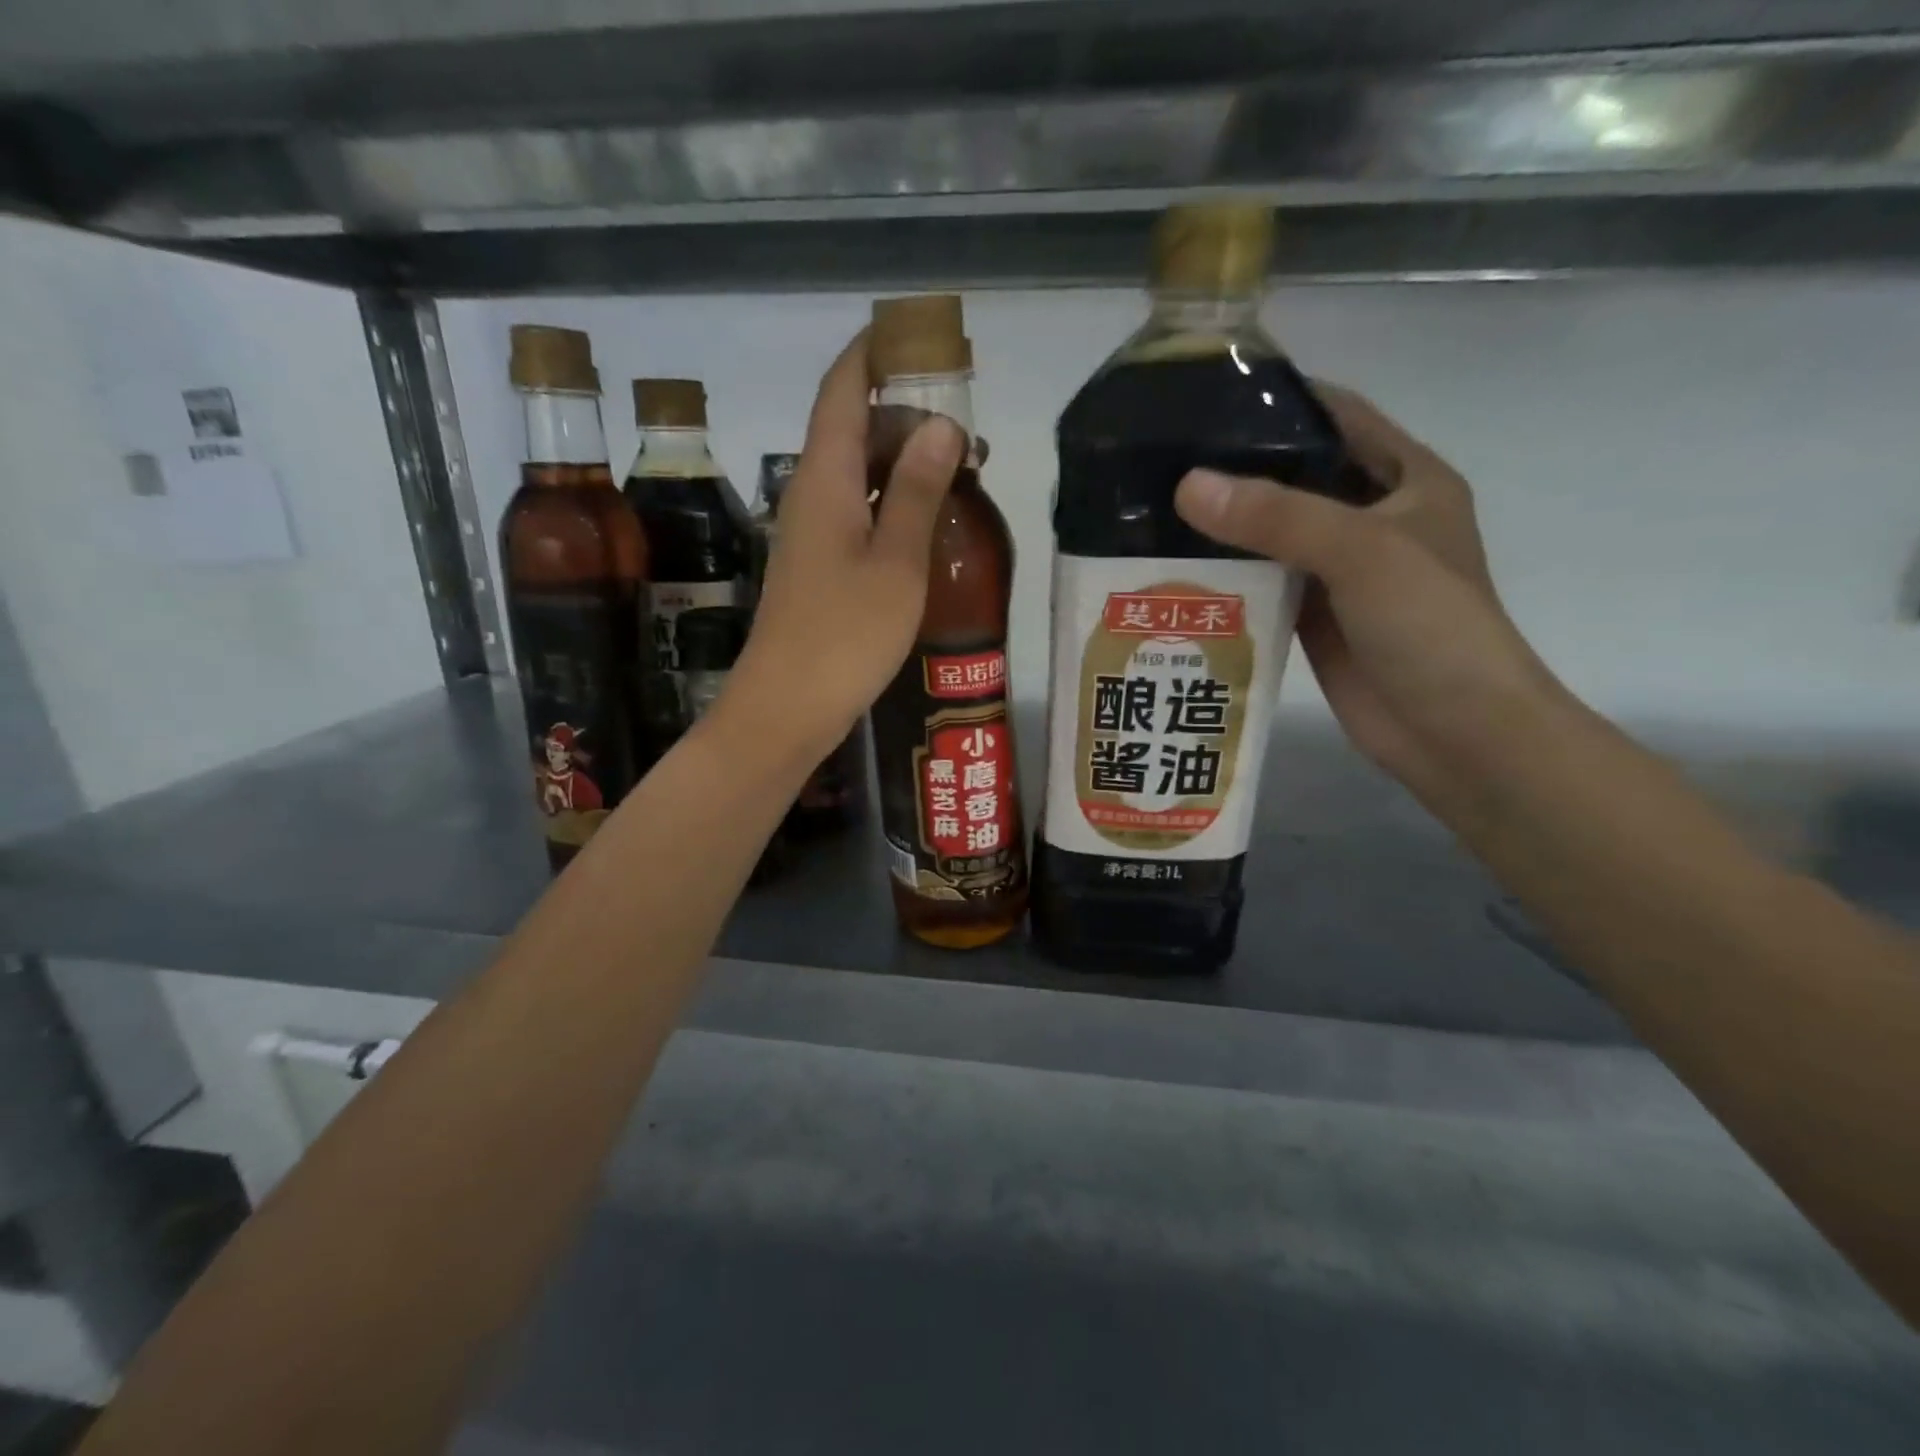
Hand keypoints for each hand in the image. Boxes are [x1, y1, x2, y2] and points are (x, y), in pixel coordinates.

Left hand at [727, 329, 965, 755]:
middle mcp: (810, 494)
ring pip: (857, 473)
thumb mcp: (896, 561)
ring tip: (961, 467)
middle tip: (965, 423)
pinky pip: (857, 512)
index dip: (874, 353)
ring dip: (903, 461)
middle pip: (852, 428)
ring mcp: (811, 533)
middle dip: (904, 411)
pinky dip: (892, 502)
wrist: (788, 707)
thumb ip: (917, 490)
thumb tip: (940, 424)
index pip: (842, 389)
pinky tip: (927, 519)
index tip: (916, 335)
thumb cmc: (845, 633)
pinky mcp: (818, 567)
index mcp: (824, 477)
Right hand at [1173, 383, 1566, 820]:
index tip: (1203, 396)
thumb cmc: (1431, 627)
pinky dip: (1223, 574)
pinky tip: (1172, 568)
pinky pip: (1260, 582)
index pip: (1336, 416)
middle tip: (1156, 459)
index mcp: (1405, 479)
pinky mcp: (1311, 616)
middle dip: (1233, 466)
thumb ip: (1278, 517)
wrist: (1455, 733)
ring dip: (1221, 525)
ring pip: (1270, 532)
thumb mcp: (1363, 553)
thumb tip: (1187, 485)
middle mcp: (1370, 517)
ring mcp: (1338, 570)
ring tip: (1148, 508)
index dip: (1278, 399)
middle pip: (1293, 474)